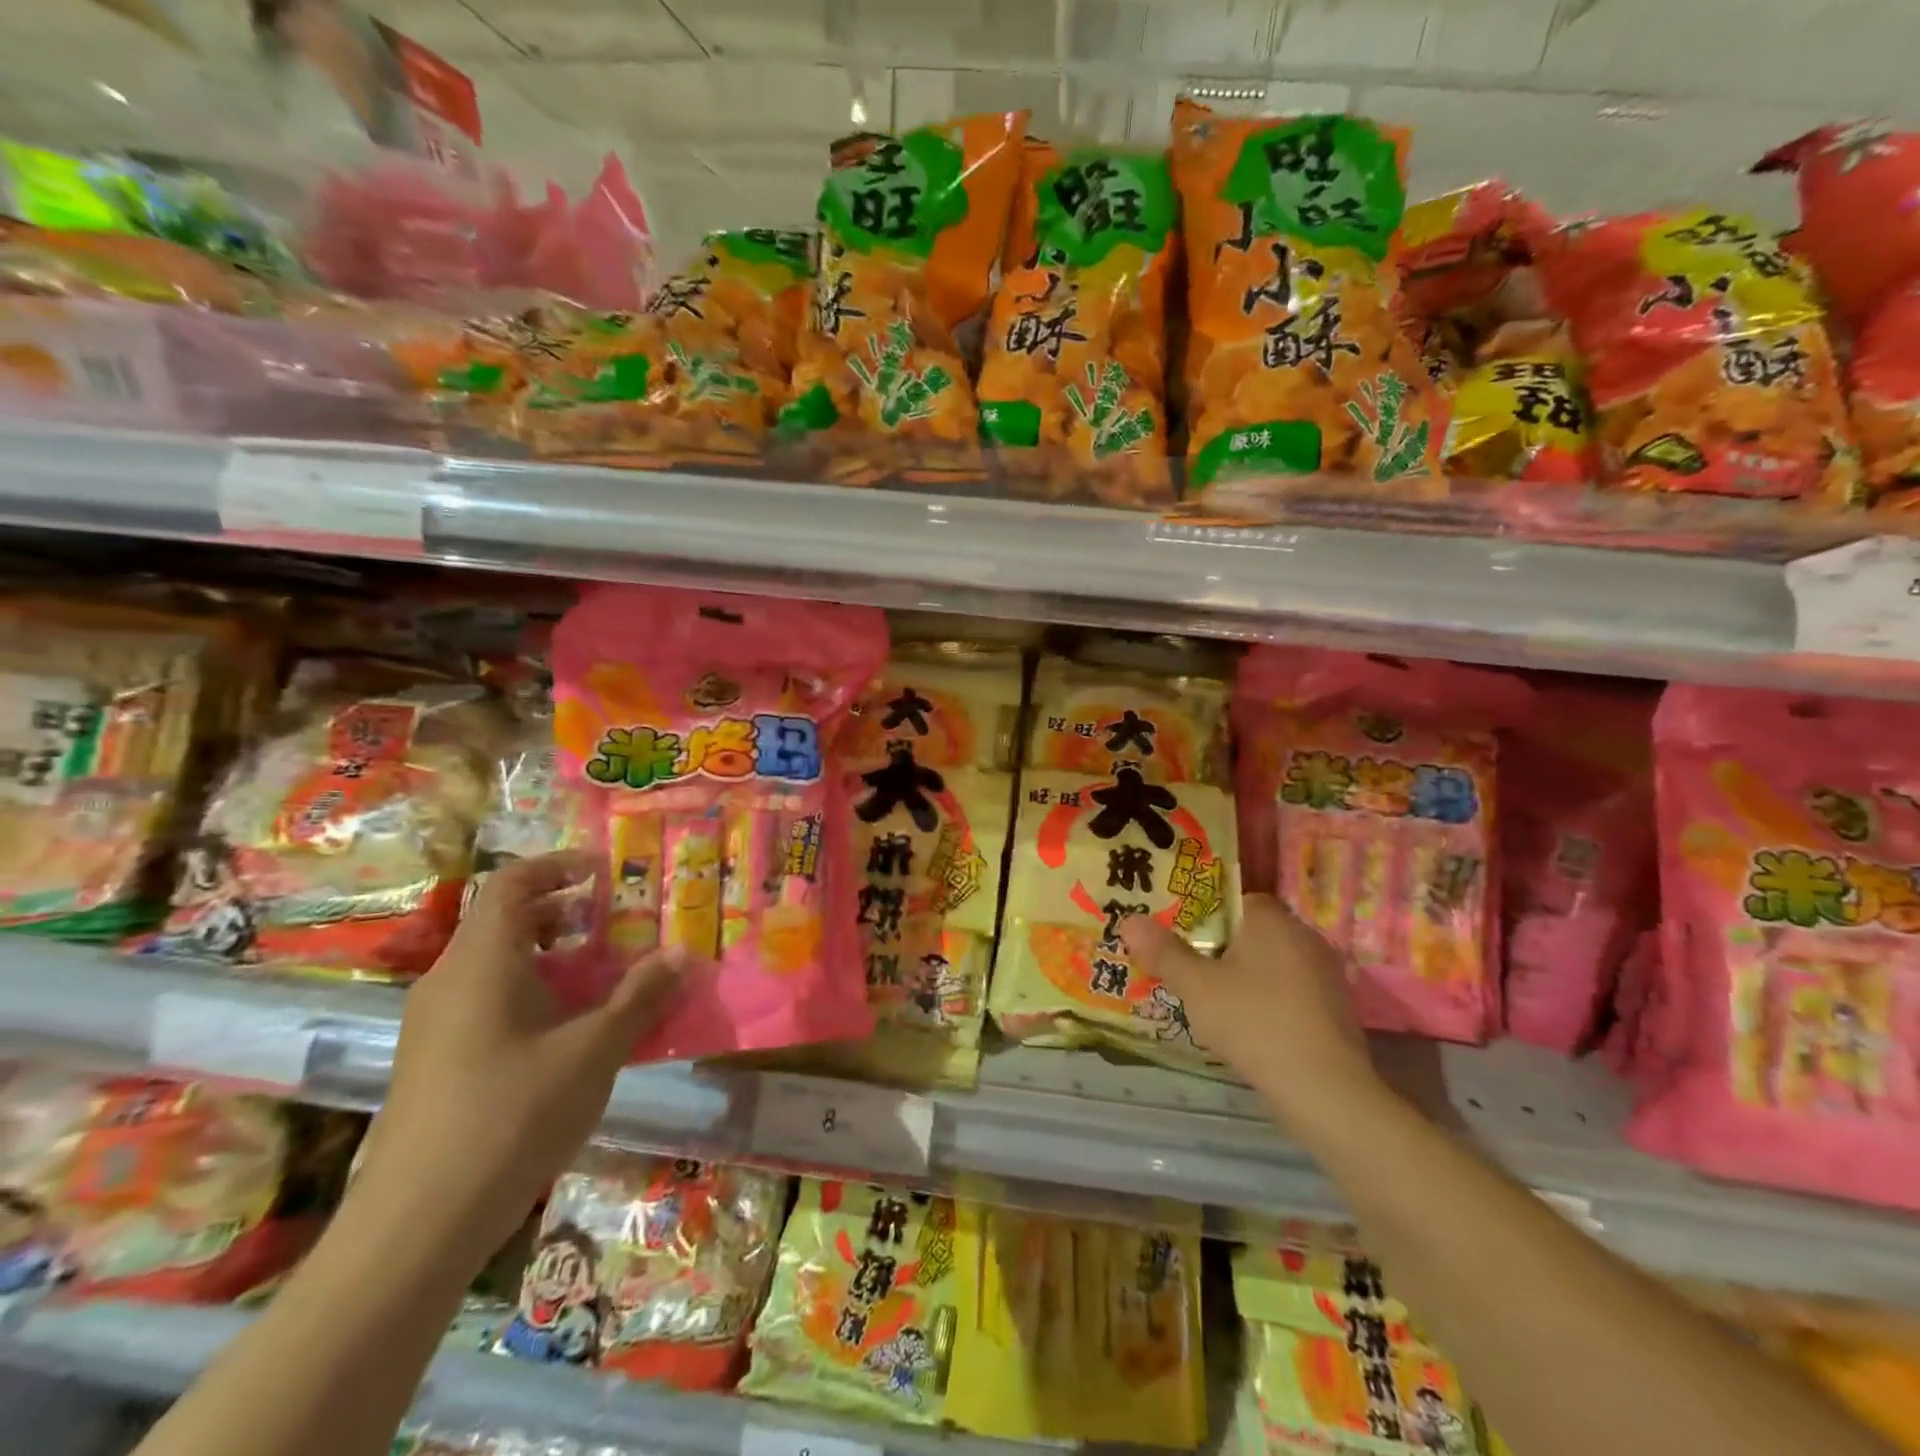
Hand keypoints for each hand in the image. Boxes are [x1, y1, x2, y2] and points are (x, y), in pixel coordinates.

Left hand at [353, 851, 689, 1262]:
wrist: (416, 1226)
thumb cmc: (512, 1115)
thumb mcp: (594, 1050)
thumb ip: (641, 996)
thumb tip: (684, 952)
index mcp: (480, 962)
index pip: (511, 883)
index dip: (558, 866)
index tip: (604, 870)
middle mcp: (448, 981)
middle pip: (502, 921)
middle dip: (561, 912)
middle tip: (613, 922)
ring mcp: (434, 1024)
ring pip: (494, 964)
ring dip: (549, 956)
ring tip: (599, 975)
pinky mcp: (432, 1062)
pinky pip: (485, 1000)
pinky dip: (530, 992)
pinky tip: (566, 1031)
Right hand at [1122, 893, 1381, 1125]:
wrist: (1324, 1090)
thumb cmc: (1254, 1022)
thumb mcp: (1196, 986)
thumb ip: (1163, 952)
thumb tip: (1128, 920)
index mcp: (1272, 920)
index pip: (1236, 900)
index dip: (1205, 915)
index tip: (1181, 936)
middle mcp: (1304, 938)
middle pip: (1253, 933)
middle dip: (1222, 948)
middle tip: (1189, 969)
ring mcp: (1326, 976)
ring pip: (1272, 965)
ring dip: (1246, 978)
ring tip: (1212, 1002)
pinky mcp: (1336, 1012)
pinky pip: (1291, 994)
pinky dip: (1268, 1003)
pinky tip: (1249, 1029)